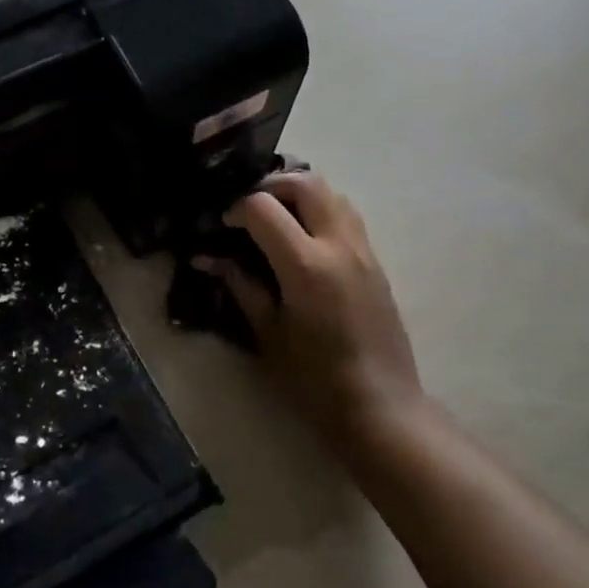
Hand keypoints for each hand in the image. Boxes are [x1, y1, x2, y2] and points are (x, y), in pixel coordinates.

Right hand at [199, 171, 421, 439]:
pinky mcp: (376, 261)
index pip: (262, 207)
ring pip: (332, 192)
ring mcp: (363, 250)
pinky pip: (347, 214)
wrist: (381, 405)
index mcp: (306, 265)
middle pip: (305, 183)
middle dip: (270, 185)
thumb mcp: (268, 333)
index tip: (223, 225)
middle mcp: (338, 245)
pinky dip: (320, 209)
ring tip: (276, 218)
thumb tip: (207, 258)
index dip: (236, 208)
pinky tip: (303, 239)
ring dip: (299, 193)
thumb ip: (240, 286)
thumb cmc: (315, 378)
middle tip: (249, 209)